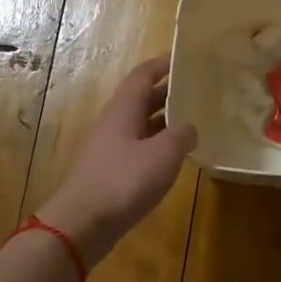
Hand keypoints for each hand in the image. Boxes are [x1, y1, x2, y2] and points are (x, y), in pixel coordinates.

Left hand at [38, 57, 196, 266]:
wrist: (83, 223)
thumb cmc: (123, 181)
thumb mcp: (163, 154)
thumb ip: (181, 135)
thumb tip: (190, 128)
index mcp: (123, 110)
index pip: (142, 76)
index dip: (161, 64)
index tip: (183, 57)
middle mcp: (114, 124)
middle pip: (142, 100)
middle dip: (168, 93)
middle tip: (197, 90)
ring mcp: (110, 149)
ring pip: (141, 125)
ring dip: (164, 121)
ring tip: (193, 121)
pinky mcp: (111, 172)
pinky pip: (139, 148)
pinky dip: (158, 145)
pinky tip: (174, 157)